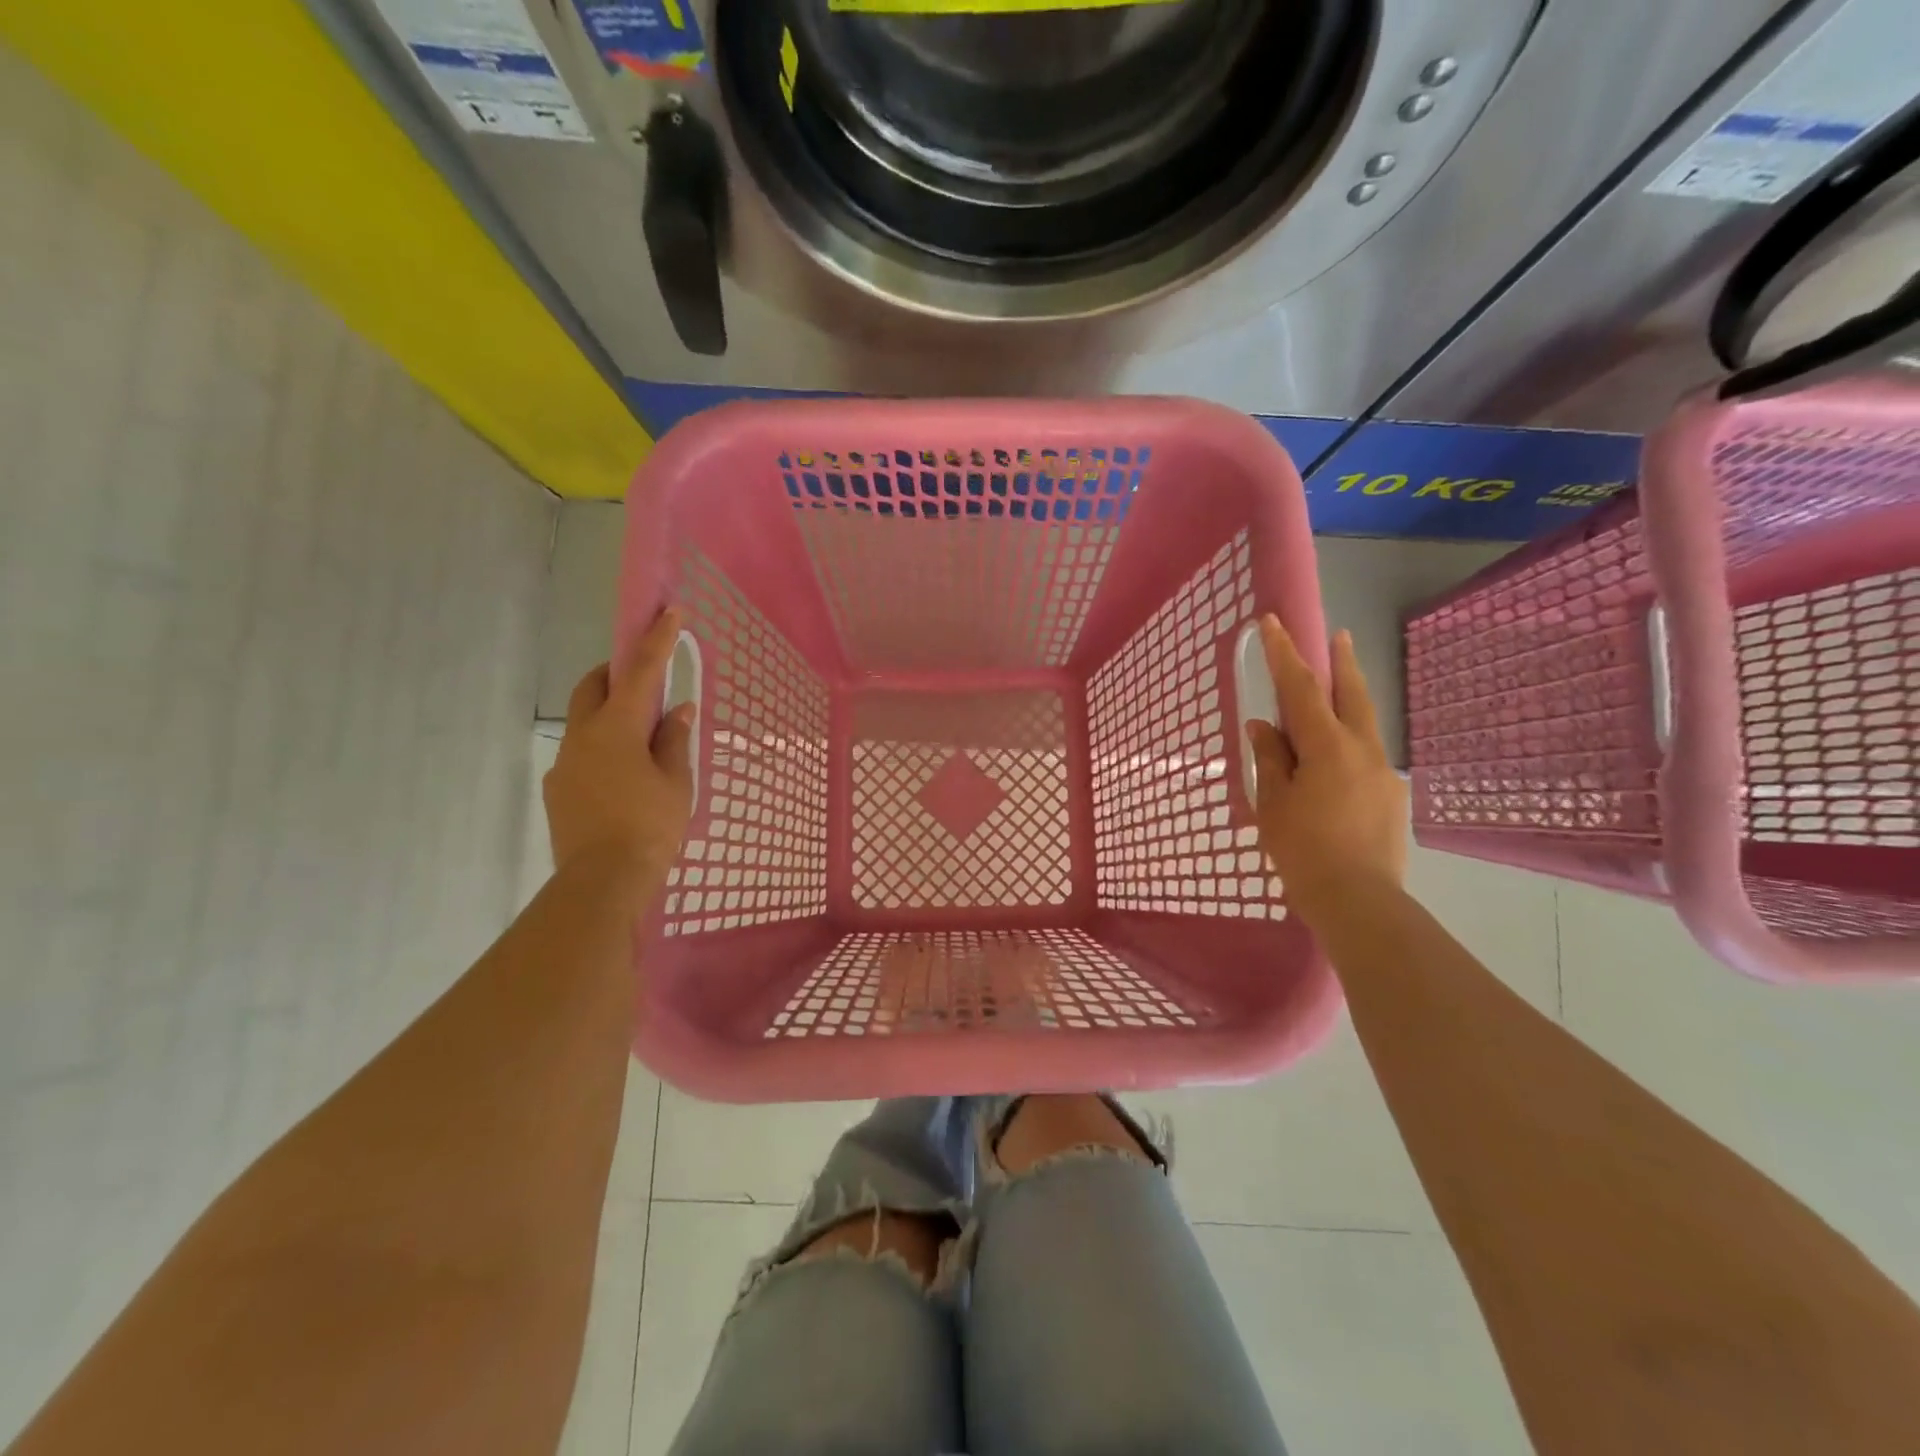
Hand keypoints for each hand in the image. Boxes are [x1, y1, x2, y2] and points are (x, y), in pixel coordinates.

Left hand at [544, 608, 695, 896]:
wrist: (602, 882)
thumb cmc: (649, 826)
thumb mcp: (675, 782)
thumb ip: (675, 740)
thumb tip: (679, 709)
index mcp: (617, 728)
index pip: (640, 672)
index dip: (657, 639)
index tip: (669, 611)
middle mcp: (583, 736)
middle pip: (593, 686)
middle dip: (616, 672)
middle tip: (645, 680)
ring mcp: (565, 763)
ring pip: (584, 721)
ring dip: (610, 714)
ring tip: (642, 741)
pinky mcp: (559, 789)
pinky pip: (582, 753)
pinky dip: (603, 748)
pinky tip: (624, 778)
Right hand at [1245, 616, 1406, 932]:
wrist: (1359, 900)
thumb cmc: (1303, 849)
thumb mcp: (1273, 802)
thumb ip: (1270, 758)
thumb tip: (1264, 726)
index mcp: (1327, 746)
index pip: (1301, 688)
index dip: (1284, 653)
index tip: (1274, 622)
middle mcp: (1362, 749)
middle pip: (1352, 694)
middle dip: (1342, 662)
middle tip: (1339, 635)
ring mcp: (1383, 772)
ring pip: (1365, 724)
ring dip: (1351, 700)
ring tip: (1339, 692)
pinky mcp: (1393, 797)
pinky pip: (1367, 757)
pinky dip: (1351, 744)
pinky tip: (1338, 765)